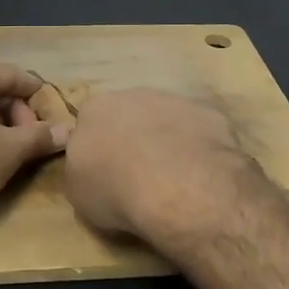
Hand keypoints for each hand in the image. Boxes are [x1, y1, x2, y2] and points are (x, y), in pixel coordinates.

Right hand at [63, 88, 247, 242]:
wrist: (177, 186)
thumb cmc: (116, 191)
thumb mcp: (80, 193)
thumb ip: (84, 170)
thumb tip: (93, 168)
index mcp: (94, 110)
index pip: (90, 125)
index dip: (99, 150)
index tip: (106, 174)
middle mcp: (131, 95)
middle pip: (129, 116)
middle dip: (133, 139)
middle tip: (139, 175)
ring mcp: (173, 101)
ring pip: (166, 120)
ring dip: (166, 141)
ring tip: (173, 179)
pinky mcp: (208, 114)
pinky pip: (198, 131)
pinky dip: (196, 148)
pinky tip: (199, 175)